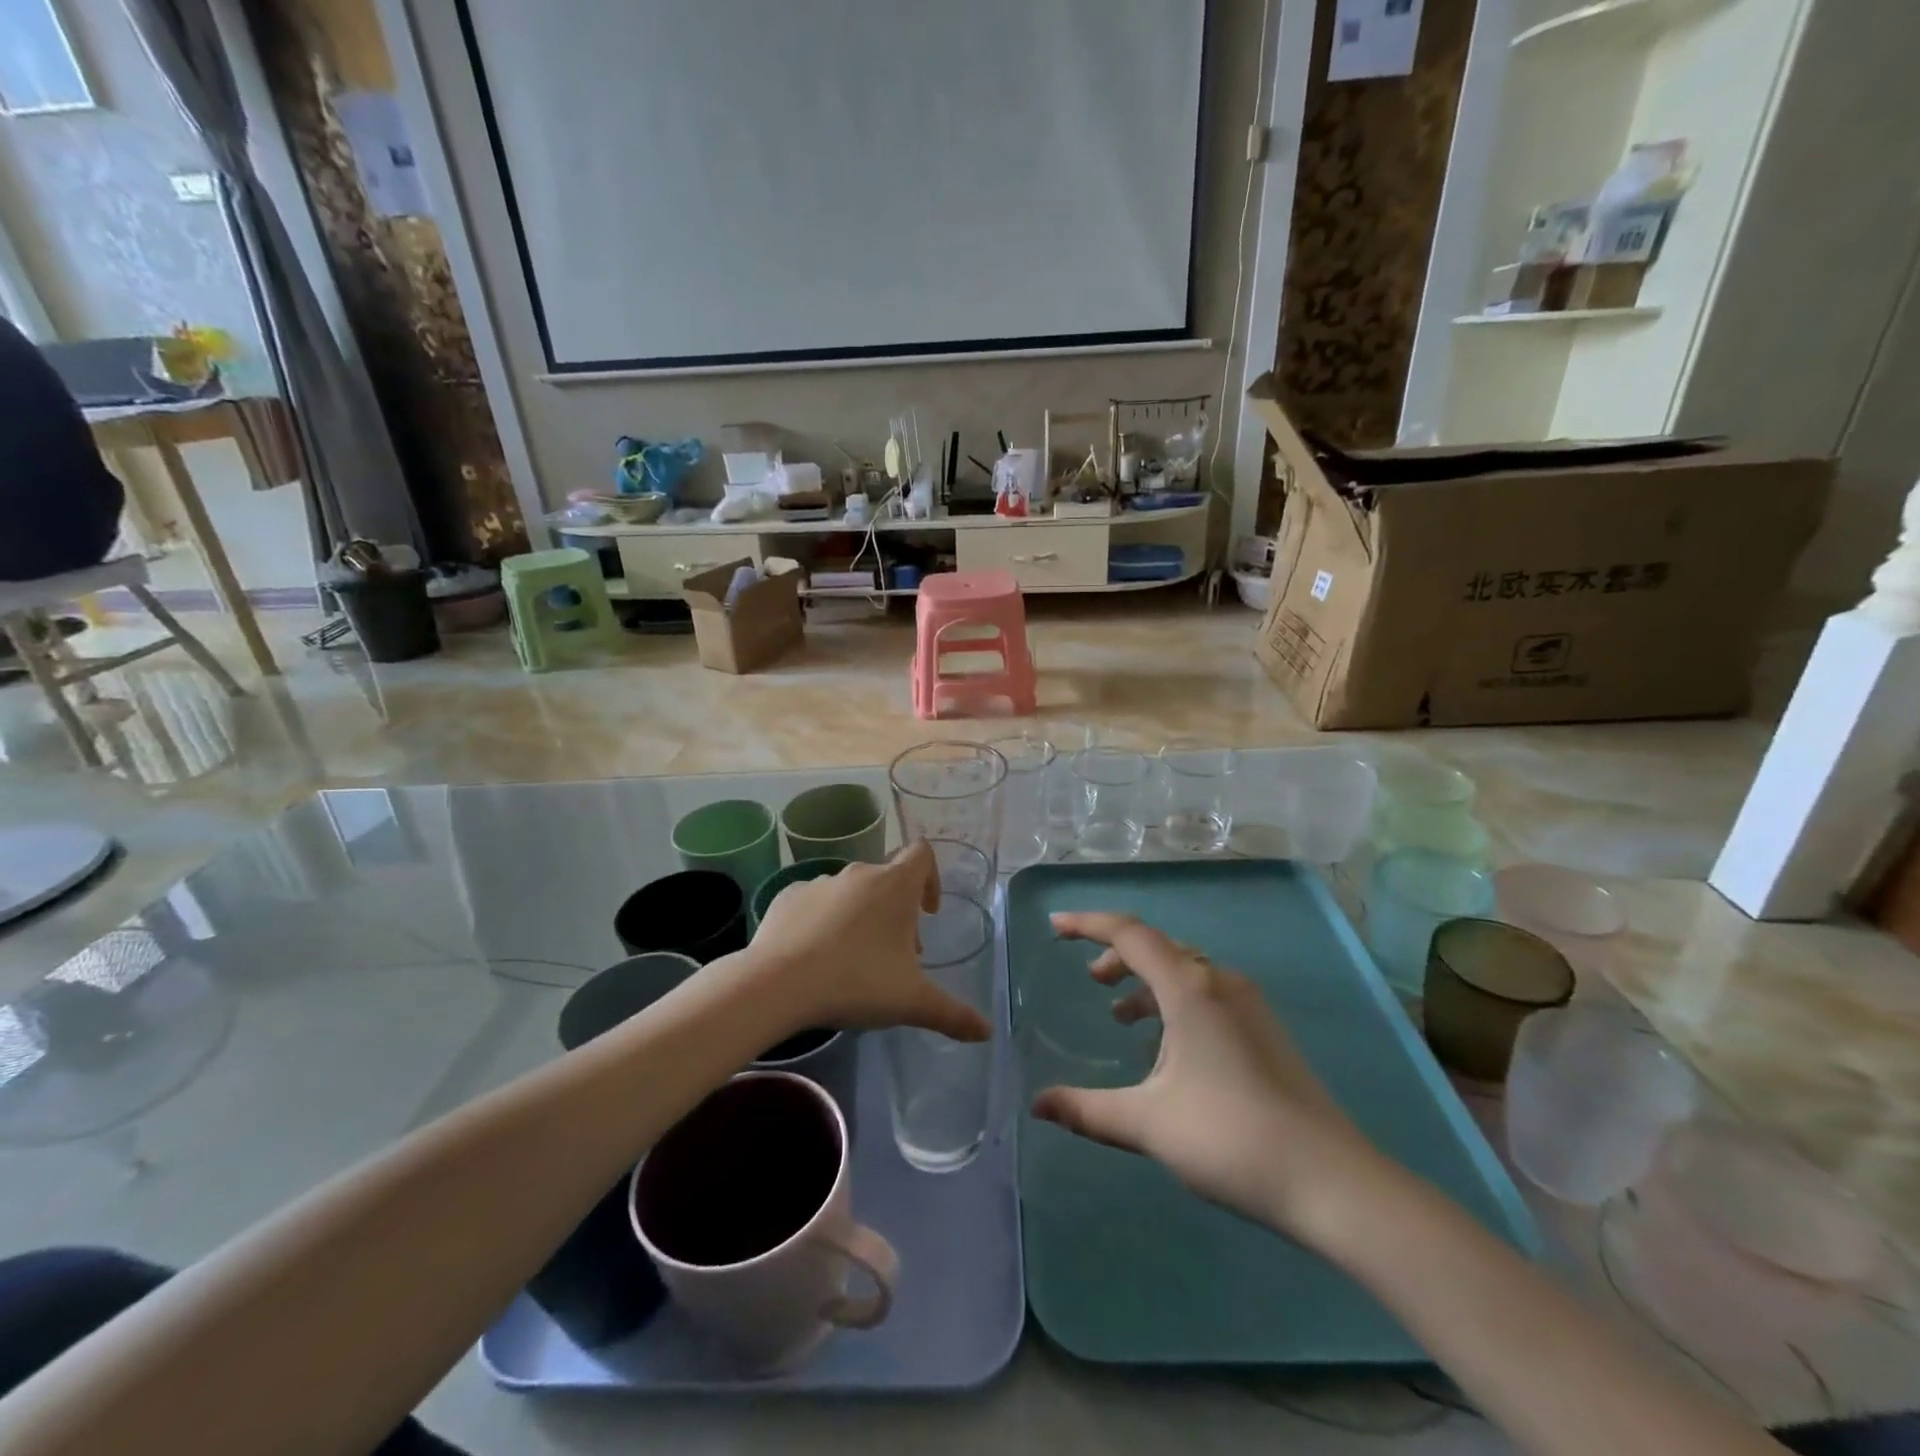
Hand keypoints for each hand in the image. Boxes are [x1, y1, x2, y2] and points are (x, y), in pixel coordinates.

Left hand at [744, 842, 991, 1043]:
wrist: (777, 984)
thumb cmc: (856, 982)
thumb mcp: (912, 1002)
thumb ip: (953, 1014)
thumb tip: (987, 1032)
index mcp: (895, 885)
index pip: (922, 854)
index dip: (931, 878)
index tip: (927, 913)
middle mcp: (859, 874)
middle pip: (888, 879)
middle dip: (896, 912)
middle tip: (895, 956)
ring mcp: (820, 882)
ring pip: (851, 892)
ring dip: (860, 917)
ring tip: (853, 962)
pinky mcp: (787, 897)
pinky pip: (814, 903)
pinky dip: (822, 922)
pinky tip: (815, 957)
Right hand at [1030, 911, 1376, 1241]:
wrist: (1332, 1182)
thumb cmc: (1230, 1138)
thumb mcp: (1148, 1123)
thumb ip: (1087, 1110)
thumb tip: (1037, 1106)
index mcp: (1190, 988)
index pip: (1129, 934)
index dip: (1088, 924)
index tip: (1055, 925)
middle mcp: (1220, 982)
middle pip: (1159, 948)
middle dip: (1118, 957)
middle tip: (1090, 981)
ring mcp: (1249, 1005)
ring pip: (1186, 973)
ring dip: (1147, 984)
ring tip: (1120, 1018)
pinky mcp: (1265, 1031)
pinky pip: (1207, 996)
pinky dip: (1175, 1005)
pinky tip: (1166, 1053)